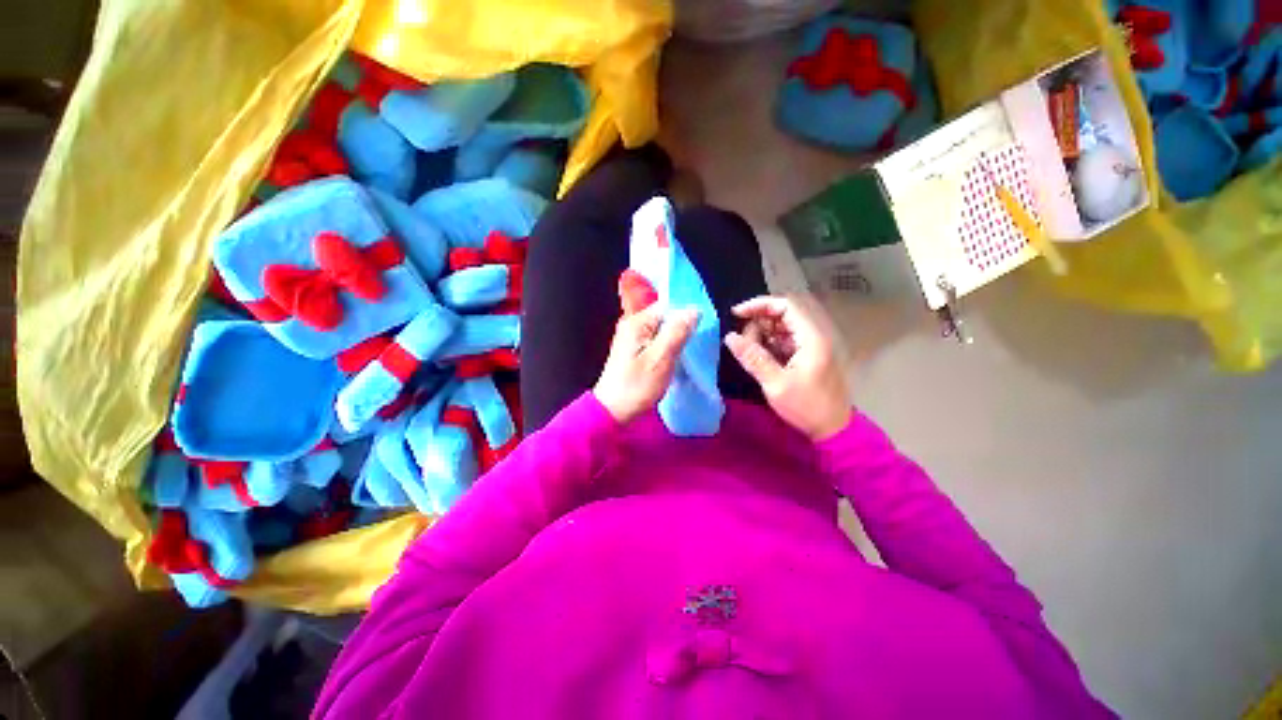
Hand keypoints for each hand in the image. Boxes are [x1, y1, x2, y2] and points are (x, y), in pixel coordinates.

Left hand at [594, 305, 697, 424]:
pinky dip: (669, 347)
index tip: (703, 326)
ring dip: (677, 338)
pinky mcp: (635, 350)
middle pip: (665, 316)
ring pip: (663, 330)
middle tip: (698, 341)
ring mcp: (633, 338)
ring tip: (691, 350)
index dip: (686, 313)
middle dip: (683, 326)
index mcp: (638, 322)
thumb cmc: (637, 386)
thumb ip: (677, 332)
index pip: (668, 305)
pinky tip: (678, 357)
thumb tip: (693, 310)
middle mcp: (634, 325)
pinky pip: (658, 341)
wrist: (614, 410)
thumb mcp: (660, 358)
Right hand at [724, 295, 850, 440]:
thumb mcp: (775, 384)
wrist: (833, 430)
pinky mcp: (808, 356)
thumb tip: (730, 337)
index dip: (759, 305)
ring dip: (762, 333)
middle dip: (758, 321)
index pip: (785, 305)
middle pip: (783, 314)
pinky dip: (769, 343)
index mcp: (811, 338)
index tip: (736, 314)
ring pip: (783, 327)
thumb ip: (753, 358)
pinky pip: (785, 340)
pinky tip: (760, 357)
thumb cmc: (806, 407)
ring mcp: (811, 346)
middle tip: (743, 341)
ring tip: (749, 351)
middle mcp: (814, 336)